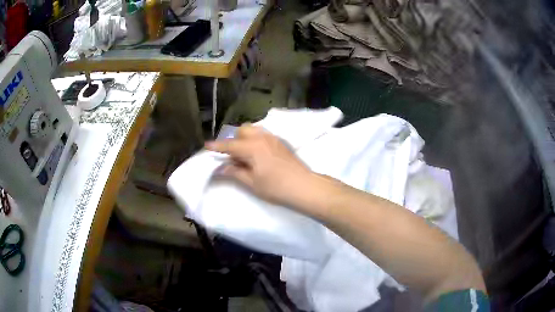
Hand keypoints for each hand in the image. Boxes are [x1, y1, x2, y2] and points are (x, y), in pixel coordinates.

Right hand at [205, 125, 315, 208]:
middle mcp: (262, 138)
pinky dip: (255, 139)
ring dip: (245, 138)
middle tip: (232, 156)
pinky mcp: (281, 142)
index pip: (230, 145)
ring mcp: (273, 138)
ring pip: (254, 130)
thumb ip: (235, 172)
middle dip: (233, 140)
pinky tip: (257, 154)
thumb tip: (221, 168)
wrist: (303, 186)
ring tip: (244, 154)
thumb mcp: (252, 183)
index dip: (217, 146)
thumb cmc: (276, 187)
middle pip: (242, 131)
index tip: (206, 146)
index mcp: (252, 148)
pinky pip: (263, 134)